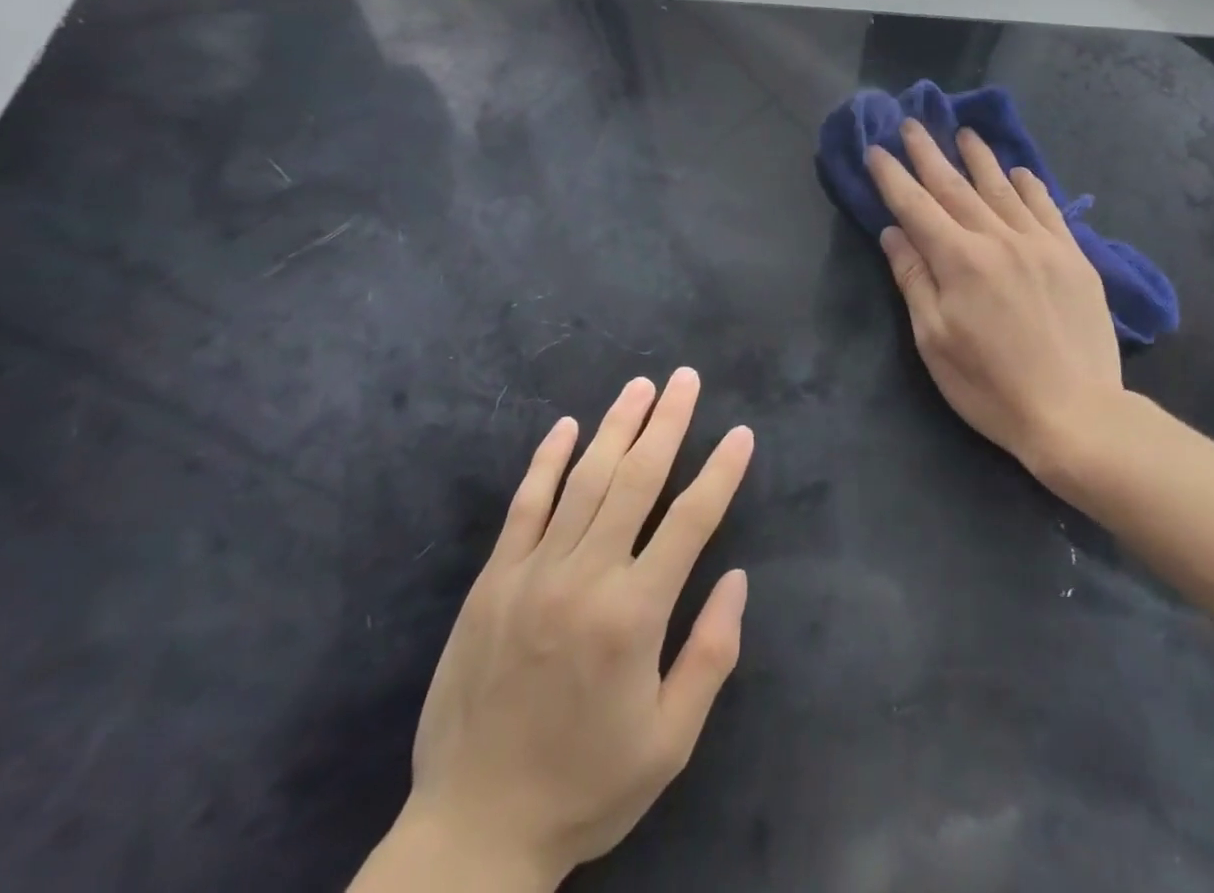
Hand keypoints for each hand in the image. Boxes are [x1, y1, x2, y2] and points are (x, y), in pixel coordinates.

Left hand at [357, 369, 754, 892]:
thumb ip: (710, 655)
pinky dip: (547, 461)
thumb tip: (737, 579)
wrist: (471, 834)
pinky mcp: (492, 581)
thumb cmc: (585, 788)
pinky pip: (524, 506)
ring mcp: (532, 574)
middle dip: (668, 423)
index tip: (741, 434)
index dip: (720, 472)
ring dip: (616, 427)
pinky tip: (566, 427)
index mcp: (633, 616)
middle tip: (687, 379)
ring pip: (584, 480)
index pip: (690, 521)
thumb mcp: (669, 742)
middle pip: (636, 480)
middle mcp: (585, 578)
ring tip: (641, 386)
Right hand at [866, 120, 1129, 483]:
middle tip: (913, 124)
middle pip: (956, 187)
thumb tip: (894, 233)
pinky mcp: (1074, 257)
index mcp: (959, 260)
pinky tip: (1019, 171)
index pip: (916, 206)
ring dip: (979, 158)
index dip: (892, 176)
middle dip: (930, 154)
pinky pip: (1048, 208)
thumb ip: (914, 279)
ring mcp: (1041, 244)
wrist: (1076, 412)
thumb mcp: (934, 340)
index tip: (876, 149)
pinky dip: (1030, 185)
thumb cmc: (990, 385)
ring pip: (1003, 189)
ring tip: (965, 132)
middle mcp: (999, 239)